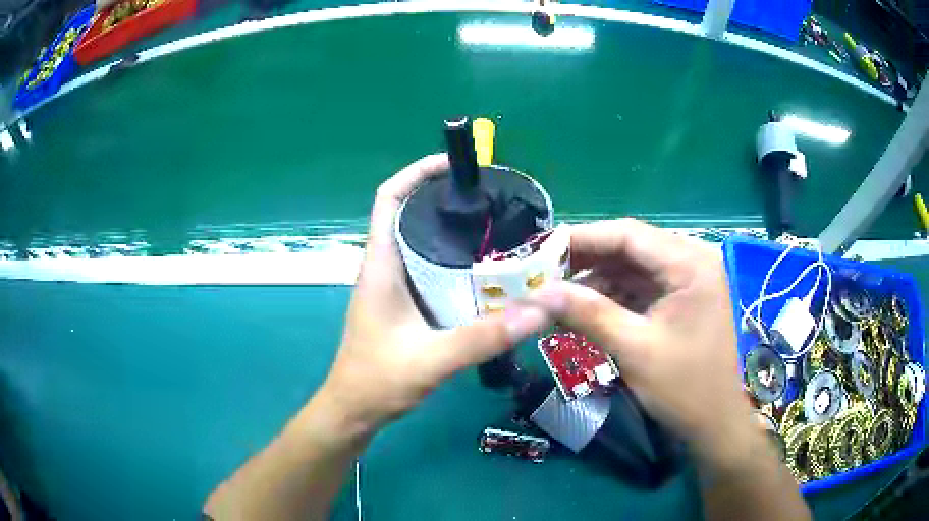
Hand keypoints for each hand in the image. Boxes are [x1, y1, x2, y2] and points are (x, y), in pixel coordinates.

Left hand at [320, 154, 549, 432]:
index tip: (453, 165)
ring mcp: (391, 284)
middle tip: (487, 198)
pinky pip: (425, 266)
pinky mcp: (401, 302)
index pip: (388, 199)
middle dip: (442, 196)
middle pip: (408, 213)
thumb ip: (483, 337)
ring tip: (492, 225)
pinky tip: (481, 269)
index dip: (415, 173)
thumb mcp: (433, 360)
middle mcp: (383, 266)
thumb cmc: (378, 381)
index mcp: (380, 264)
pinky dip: (450, 257)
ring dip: (448, 227)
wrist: (353, 410)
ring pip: (418, 240)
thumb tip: (540, 309)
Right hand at [526, 219, 752, 458]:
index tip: (541, 249)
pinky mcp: (682, 298)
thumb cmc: (685, 388)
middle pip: (630, 247)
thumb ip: (589, 314)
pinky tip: (584, 307)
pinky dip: (613, 296)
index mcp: (691, 264)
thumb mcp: (635, 350)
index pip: (628, 234)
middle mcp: (692, 260)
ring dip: (596, 279)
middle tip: (542, 272)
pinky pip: (641, 287)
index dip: (582, 238)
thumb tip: (538, 292)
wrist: (716, 423)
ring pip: (633, 267)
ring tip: (557, 293)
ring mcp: (688, 279)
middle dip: (586, 259)